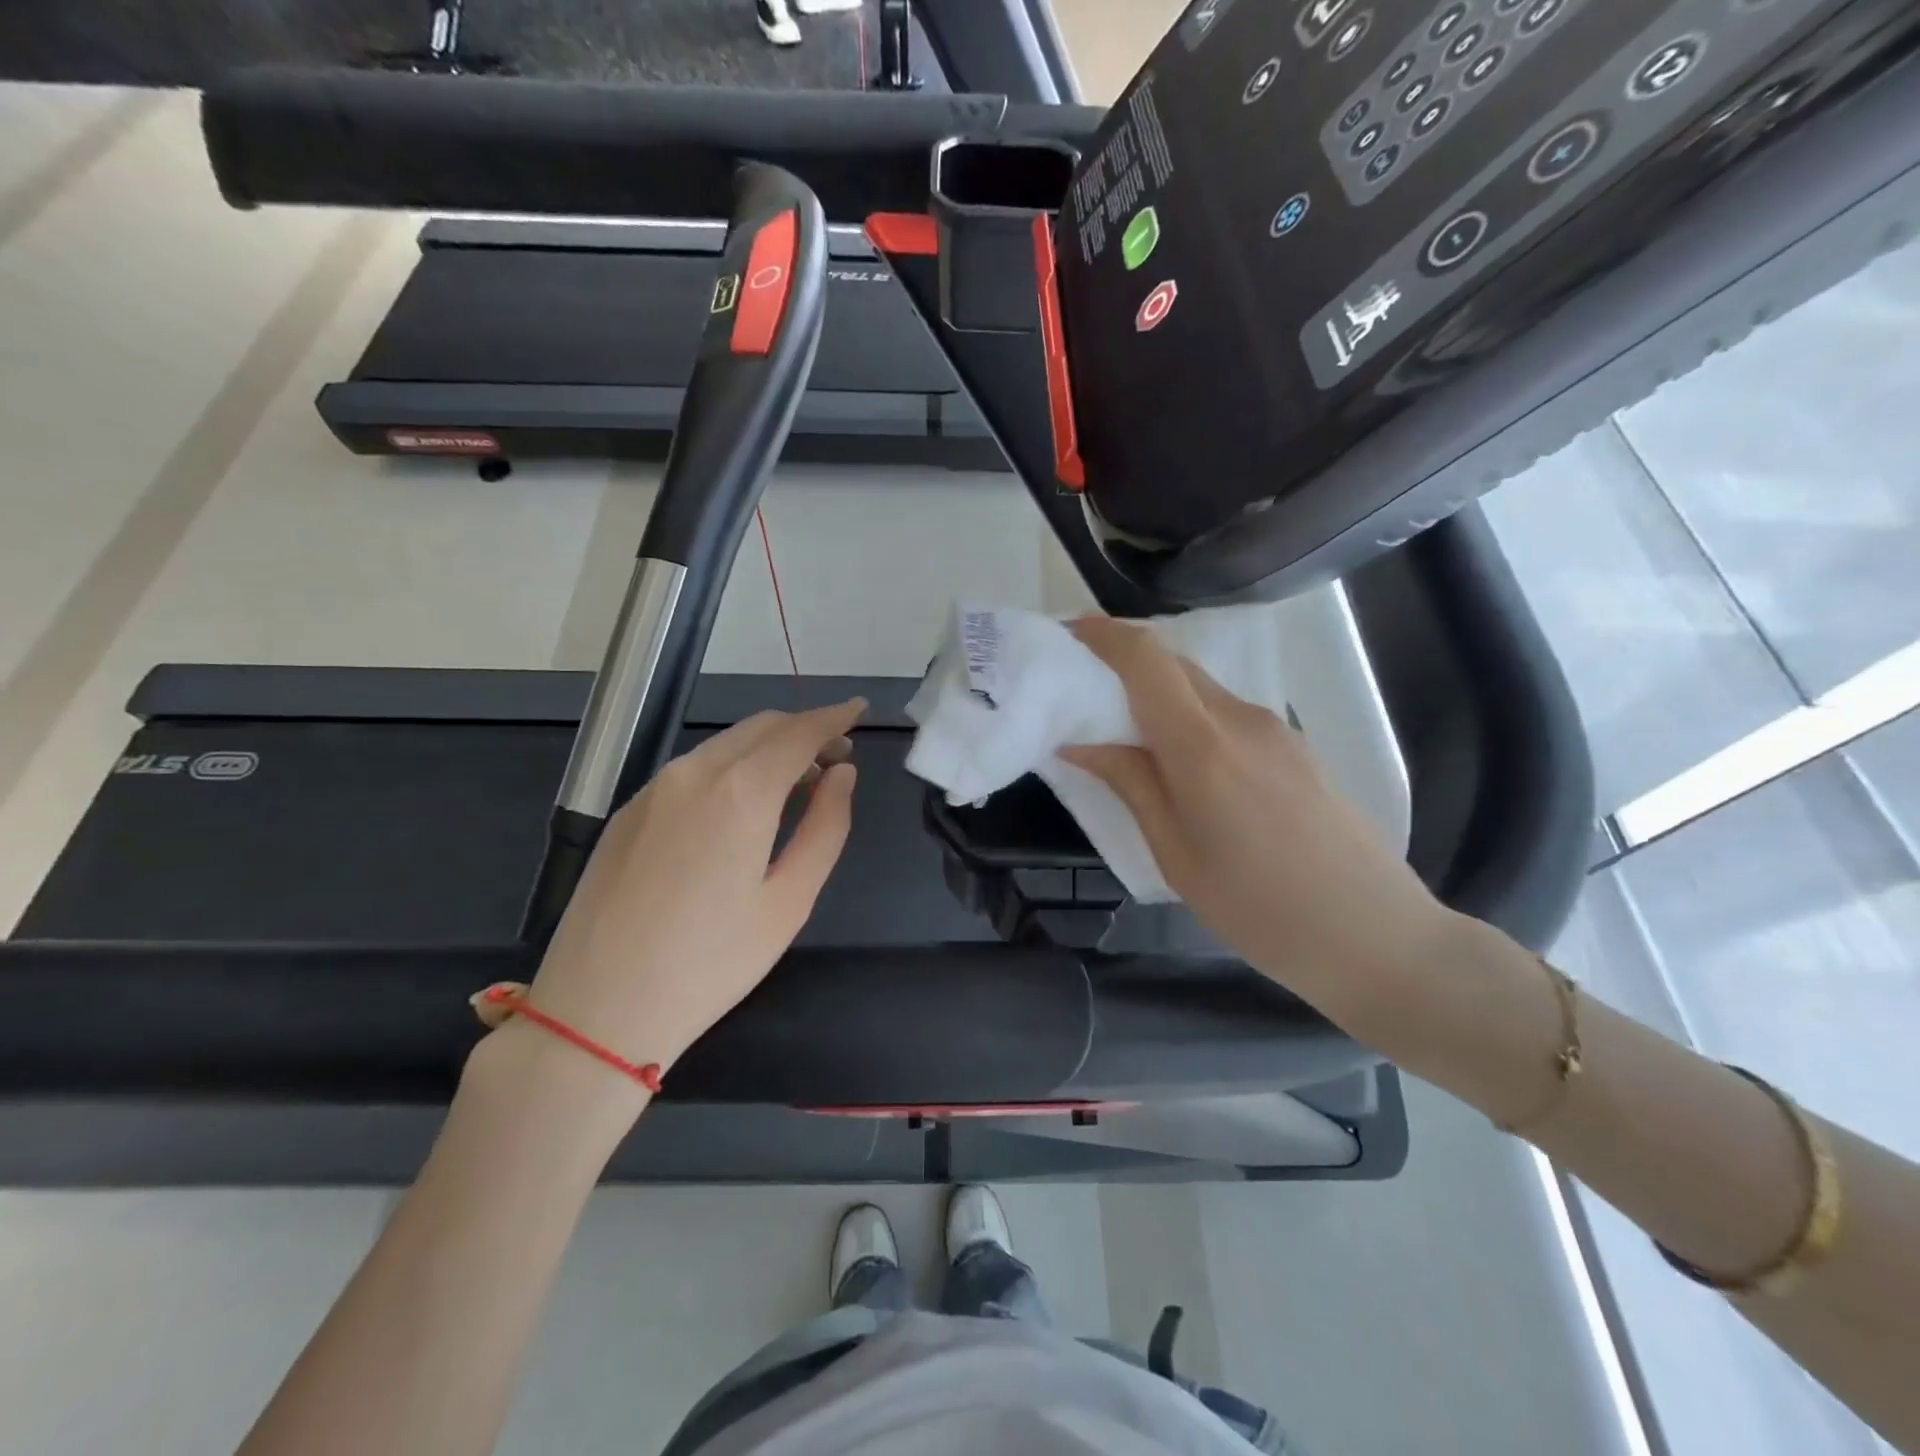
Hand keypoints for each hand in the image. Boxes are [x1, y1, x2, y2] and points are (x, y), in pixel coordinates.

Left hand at [505, 699, 865, 1099]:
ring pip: (725, 745)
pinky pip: (693, 769)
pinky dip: (731, 768)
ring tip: (796, 784)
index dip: (834, 718)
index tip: (859, 710)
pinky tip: (741, 806)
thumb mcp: (790, 900)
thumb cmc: (712, 963)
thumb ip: (826, 826)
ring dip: (767, 749)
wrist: (598, 1010)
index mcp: (741, 791)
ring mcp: (654, 788)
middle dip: (804, 731)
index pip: (799, 732)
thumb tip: (842, 774)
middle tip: (836, 760)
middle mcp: (694, 772)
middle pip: (761, 728)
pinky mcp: (628, 810)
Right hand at [1061, 618, 1452, 1017]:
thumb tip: (1080, 741)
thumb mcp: (1176, 854)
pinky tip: (1180, 760)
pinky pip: (1227, 712)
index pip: (1147, 660)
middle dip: (1123, 661)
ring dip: (1157, 692)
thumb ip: (1131, 784)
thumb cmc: (1259, 908)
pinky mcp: (1294, 746)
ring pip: (1201, 687)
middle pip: (1174, 663)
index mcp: (1203, 747)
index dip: (1104, 635)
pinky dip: (1189, 716)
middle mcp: (1241, 719)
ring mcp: (1275, 730)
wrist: (1375, 934)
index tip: (1068, 634)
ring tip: (1125, 731)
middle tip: (1083, 689)